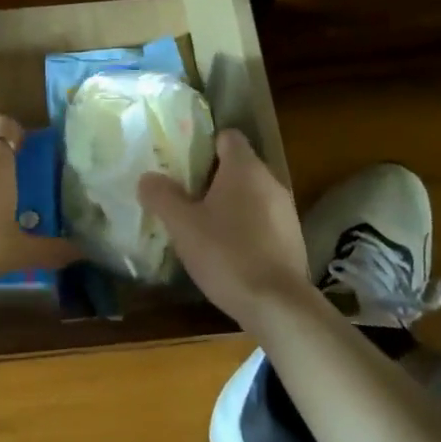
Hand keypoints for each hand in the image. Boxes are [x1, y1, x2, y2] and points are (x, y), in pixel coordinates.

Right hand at [137, 129, 313, 322]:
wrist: (276, 304)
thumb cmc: (226, 254)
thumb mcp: (182, 225)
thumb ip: (162, 196)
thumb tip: (147, 178)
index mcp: (245, 168)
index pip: (228, 136)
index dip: (205, 144)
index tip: (184, 163)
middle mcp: (271, 181)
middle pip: (239, 166)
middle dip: (212, 178)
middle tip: (184, 196)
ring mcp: (286, 211)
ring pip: (252, 195)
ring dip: (230, 204)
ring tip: (202, 225)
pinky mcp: (293, 238)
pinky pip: (263, 220)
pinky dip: (246, 227)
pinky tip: (228, 251)